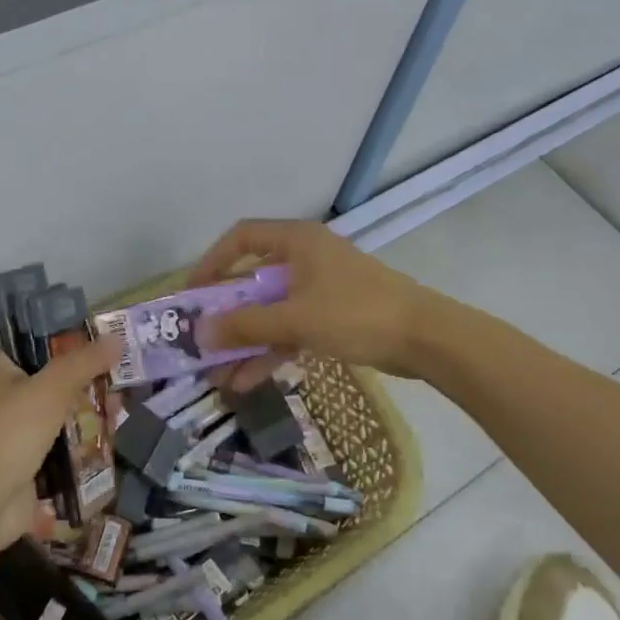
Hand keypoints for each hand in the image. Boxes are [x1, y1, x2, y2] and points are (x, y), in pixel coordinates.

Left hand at [0, 336, 121, 557]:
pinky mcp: (27, 467)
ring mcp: (15, 436)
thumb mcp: (50, 389)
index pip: (39, 346)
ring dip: (90, 415)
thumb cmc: (9, 434)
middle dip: (89, 383)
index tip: (107, 343)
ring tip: (123, 411)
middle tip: (124, 380)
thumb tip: (116, 337)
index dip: (73, 343)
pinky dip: (83, 446)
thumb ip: (84, 362)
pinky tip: (111, 440)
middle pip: (55, 383)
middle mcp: (4, 399)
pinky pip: (62, 449)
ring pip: (61, 417)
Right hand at [188, 219, 434, 385]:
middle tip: (201, 340)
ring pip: (271, 310)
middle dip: (227, 314)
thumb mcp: (294, 318)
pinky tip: (247, 380)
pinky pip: (290, 328)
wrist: (426, 338)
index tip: (192, 294)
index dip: (212, 262)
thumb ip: (245, 325)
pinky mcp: (333, 315)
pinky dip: (270, 349)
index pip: (241, 238)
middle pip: (253, 280)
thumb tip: (199, 333)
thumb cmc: (356, 313)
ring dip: (246, 340)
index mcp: (296, 240)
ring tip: (218, 373)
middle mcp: (305, 258)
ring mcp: (320, 287)